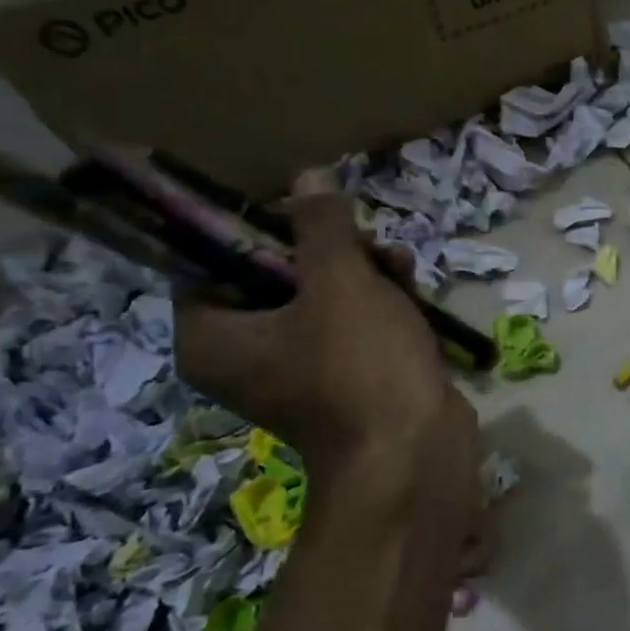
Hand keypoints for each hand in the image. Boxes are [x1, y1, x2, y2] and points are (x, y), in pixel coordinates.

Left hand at [175, 171, 478, 506]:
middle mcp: (246, 355)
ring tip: (401, 267)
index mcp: (214, 336)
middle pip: (277, 274)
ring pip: (323, 296)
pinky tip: (412, 289)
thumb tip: (307, 176)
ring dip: (364, 272)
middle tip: (364, 242)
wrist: (415, 455)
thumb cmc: (361, 366)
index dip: (261, 226)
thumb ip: (320, 224)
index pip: (216, 258)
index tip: (309, 214)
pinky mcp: (344, 380)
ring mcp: (299, 371)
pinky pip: (350, 326)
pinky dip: (378, 304)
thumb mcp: (340, 282)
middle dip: (330, 251)